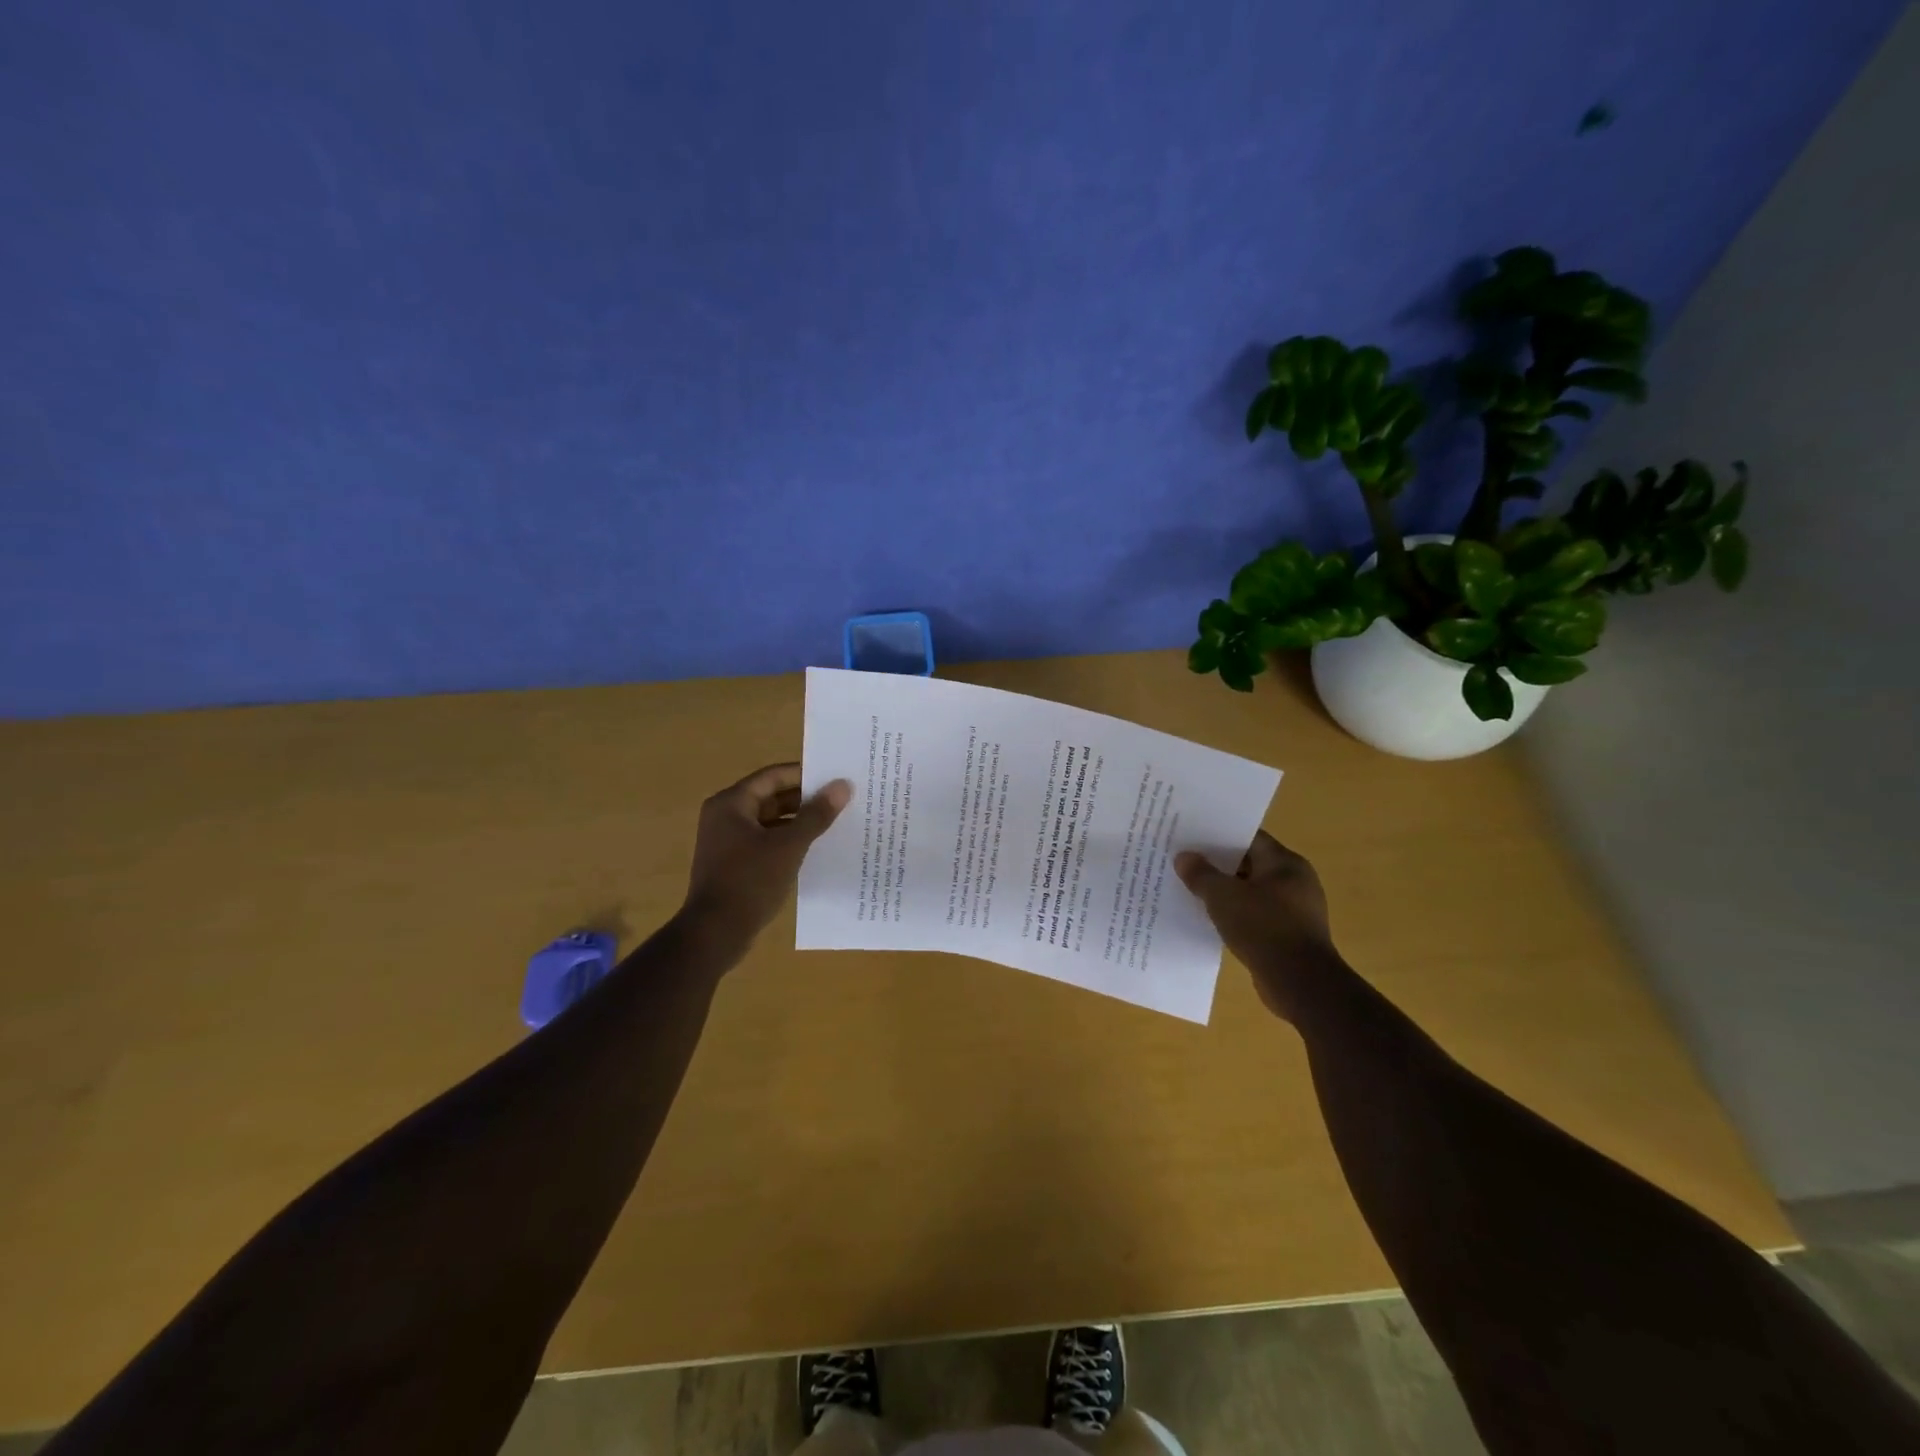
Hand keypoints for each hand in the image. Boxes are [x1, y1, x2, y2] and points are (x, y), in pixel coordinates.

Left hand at [680, 763, 850, 953]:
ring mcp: (728, 841)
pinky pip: (766, 841)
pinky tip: (815, 848)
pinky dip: (788, 841)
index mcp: (731, 803)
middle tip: (841, 799)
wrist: (715, 933)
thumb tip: (842, 785)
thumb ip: (816, 814)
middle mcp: (725, 816)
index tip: (836, 777)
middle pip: (771, 797)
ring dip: (799, 821)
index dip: (805, 774)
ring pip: (770, 821)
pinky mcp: (734, 863)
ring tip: (835, 822)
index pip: (773, 776)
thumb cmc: (750, 882)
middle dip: (805, 799)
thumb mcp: (789, 845)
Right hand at [1175, 831, 1336, 1019]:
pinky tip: (1211, 920)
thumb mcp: (1223, 897)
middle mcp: (1295, 881)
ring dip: (1225, 893)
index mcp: (1285, 863)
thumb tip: (1184, 857)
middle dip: (1218, 865)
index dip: (1218, 836)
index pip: (1248, 838)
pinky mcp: (1289, 935)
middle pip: (1249, 864)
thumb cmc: (1264, 928)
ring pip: (1251, 892)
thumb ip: (1201, 874)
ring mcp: (1295, 910)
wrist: (1300, 983)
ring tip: (1192, 891)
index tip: (1191, 837)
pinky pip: (1256, 916)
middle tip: (1185, 862)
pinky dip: (1235, 915)